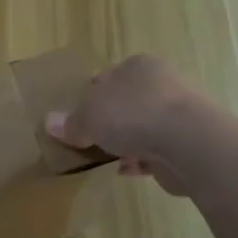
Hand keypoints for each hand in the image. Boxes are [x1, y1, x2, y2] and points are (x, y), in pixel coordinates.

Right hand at [46, 54, 204, 196]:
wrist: (187, 142)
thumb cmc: (132, 114)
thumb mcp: (89, 116)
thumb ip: (71, 122)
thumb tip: (49, 123)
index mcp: (138, 66)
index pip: (109, 76)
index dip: (91, 94)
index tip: (78, 116)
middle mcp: (161, 84)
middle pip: (127, 102)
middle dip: (110, 119)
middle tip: (89, 137)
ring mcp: (177, 114)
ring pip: (143, 127)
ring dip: (127, 141)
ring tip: (105, 157)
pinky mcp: (186, 143)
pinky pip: (156, 150)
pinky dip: (140, 160)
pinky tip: (125, 170)